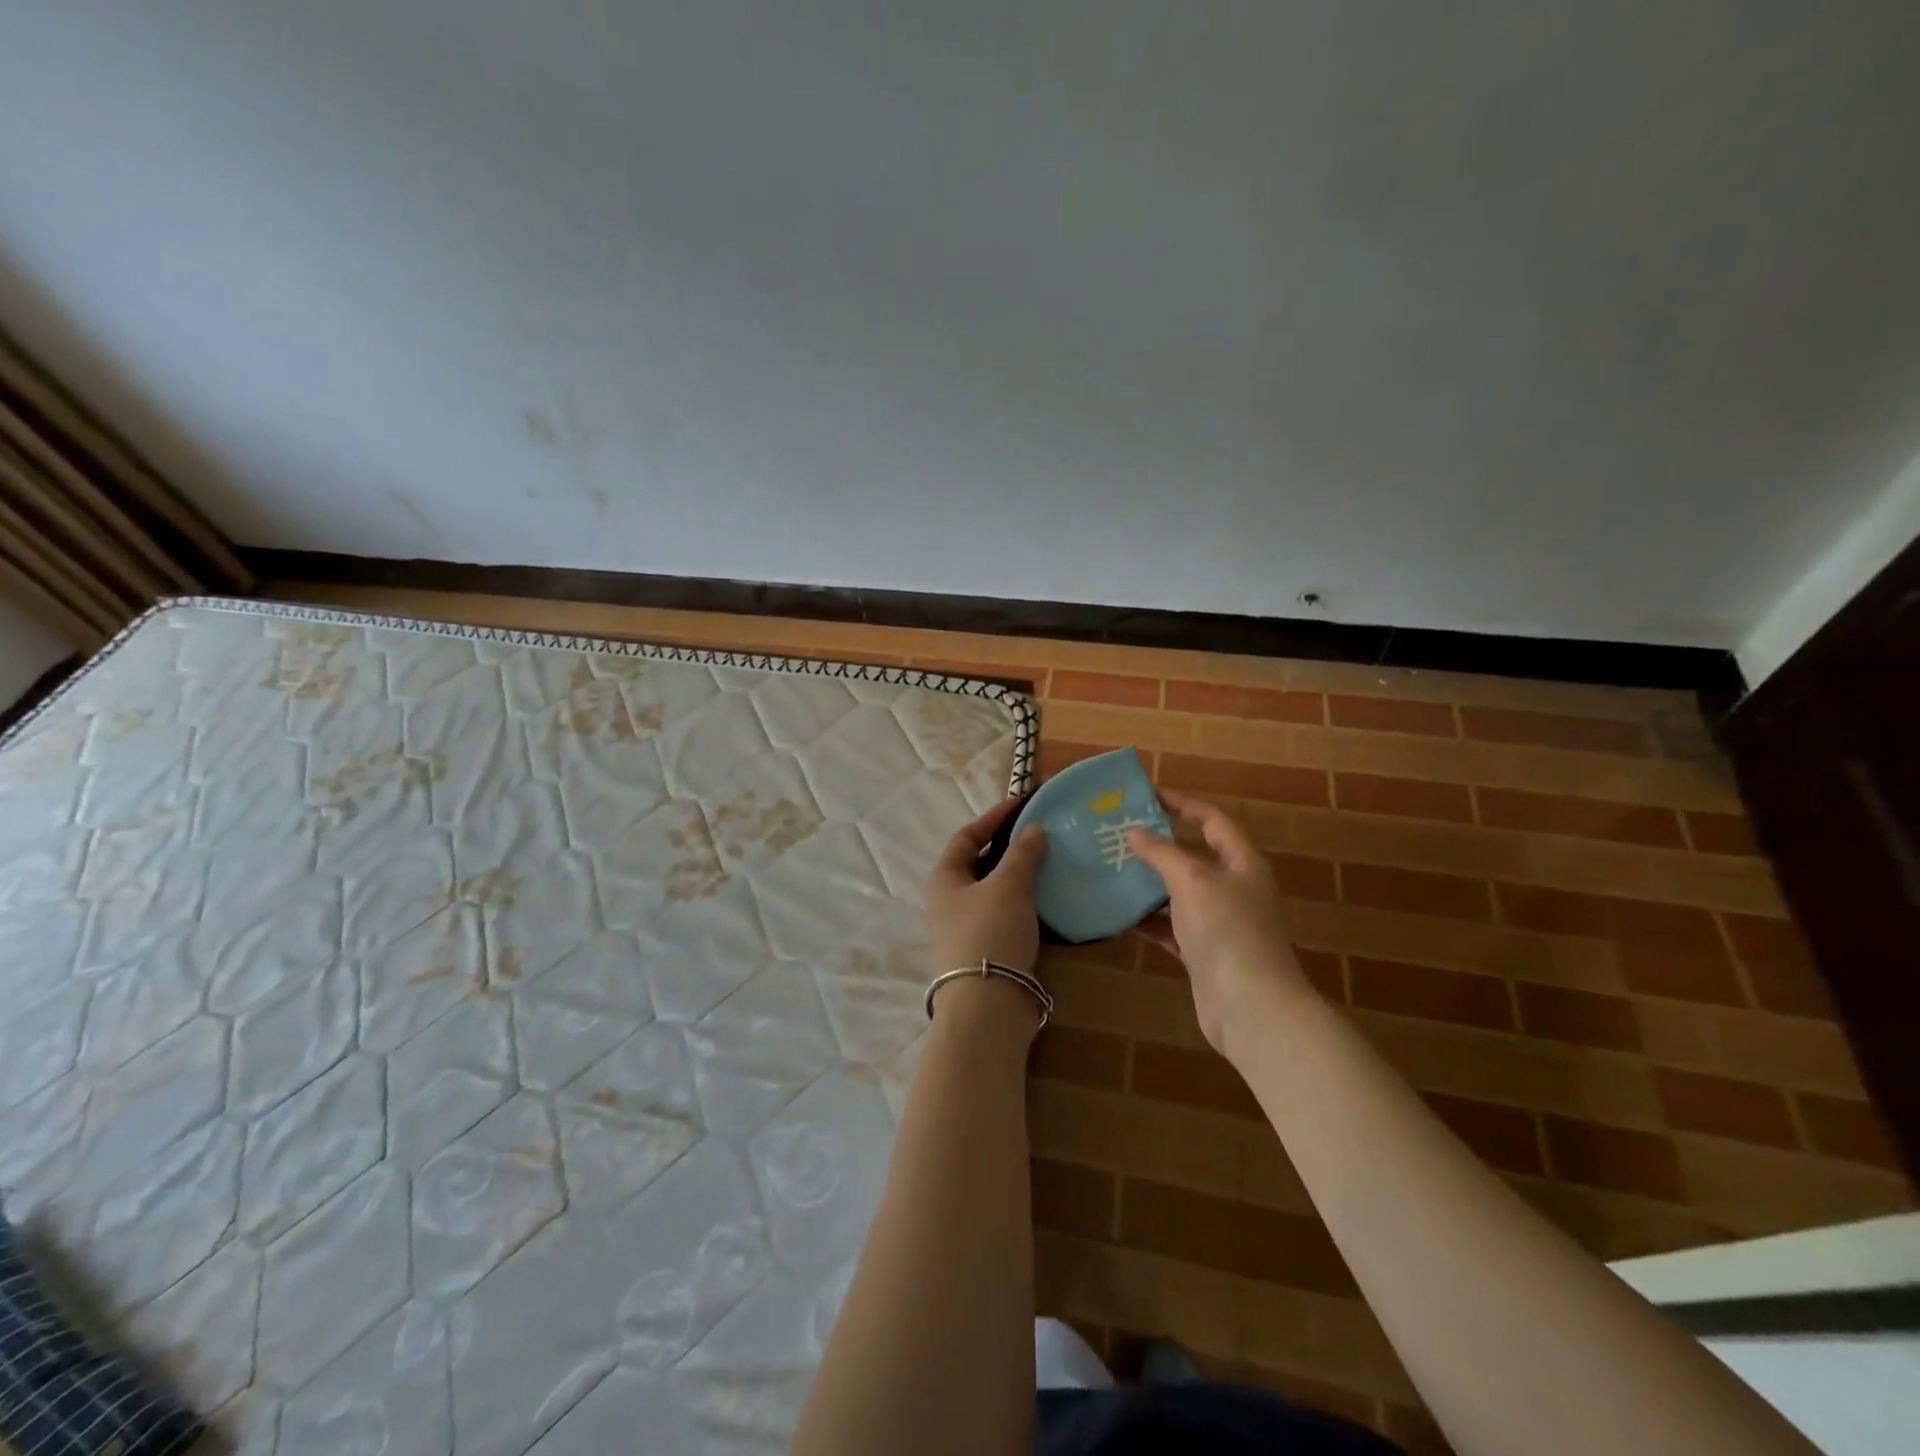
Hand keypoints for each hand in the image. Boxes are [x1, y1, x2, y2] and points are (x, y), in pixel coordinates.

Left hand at [926, 798, 1047, 975]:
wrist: (988, 1007)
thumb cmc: (991, 933)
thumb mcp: (1008, 886)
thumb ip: (1022, 854)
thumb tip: (1033, 831)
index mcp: (945, 878)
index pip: (966, 837)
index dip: (993, 818)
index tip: (1022, 805)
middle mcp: (949, 901)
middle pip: (980, 863)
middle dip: (1010, 848)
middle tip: (1042, 836)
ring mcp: (967, 928)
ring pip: (995, 891)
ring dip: (1020, 877)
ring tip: (1052, 863)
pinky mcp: (987, 950)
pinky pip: (1007, 915)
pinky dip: (1026, 903)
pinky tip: (1050, 900)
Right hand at [1128, 791, 1309, 1055]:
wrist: (1251, 1006)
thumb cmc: (1226, 930)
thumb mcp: (1192, 880)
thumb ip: (1162, 854)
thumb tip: (1135, 833)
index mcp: (1242, 863)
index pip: (1212, 821)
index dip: (1183, 804)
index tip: (1147, 797)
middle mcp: (1234, 889)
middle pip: (1195, 857)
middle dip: (1159, 846)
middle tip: (1120, 835)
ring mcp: (1220, 924)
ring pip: (1180, 894)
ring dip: (1150, 885)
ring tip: (1113, 871)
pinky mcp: (1204, 954)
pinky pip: (1173, 928)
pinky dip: (1151, 921)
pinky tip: (1123, 916)